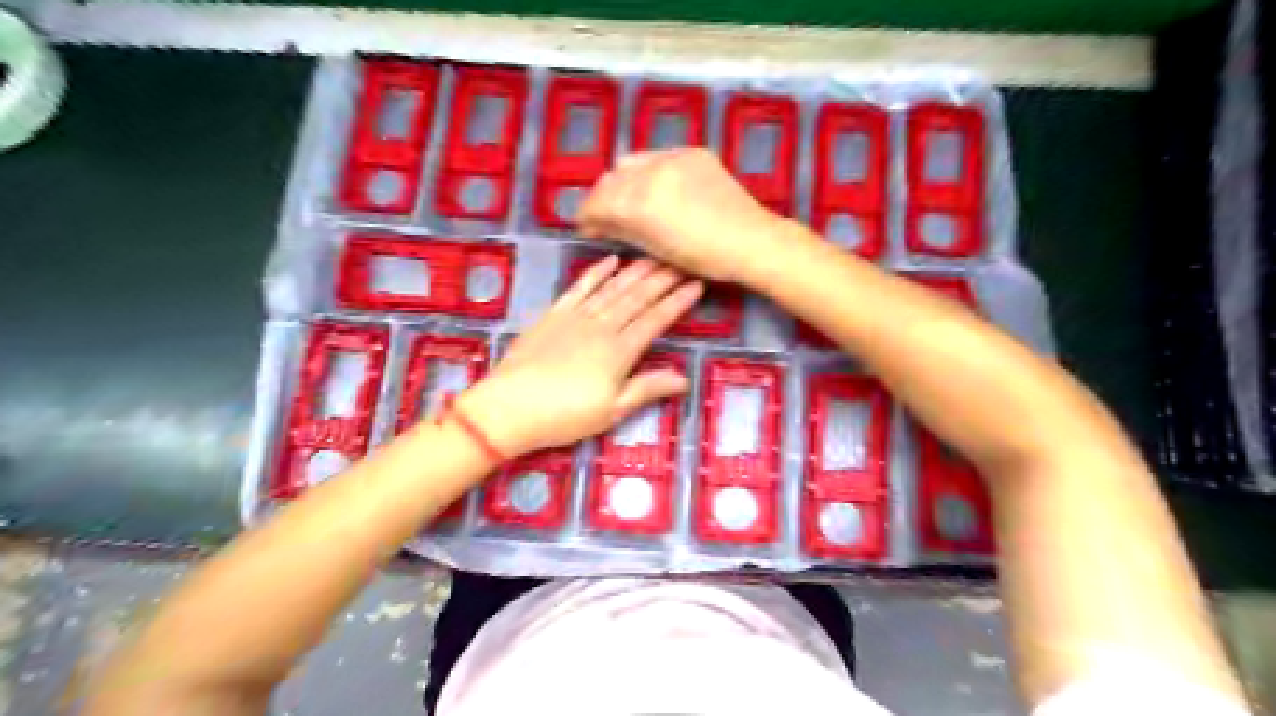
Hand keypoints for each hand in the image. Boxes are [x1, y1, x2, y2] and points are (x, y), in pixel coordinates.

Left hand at [459, 256, 701, 454]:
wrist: (509, 407)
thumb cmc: (564, 416)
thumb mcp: (611, 410)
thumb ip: (647, 389)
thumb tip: (684, 378)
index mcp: (620, 351)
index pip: (655, 320)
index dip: (677, 302)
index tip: (696, 284)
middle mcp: (601, 326)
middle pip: (637, 298)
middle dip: (662, 279)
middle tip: (682, 261)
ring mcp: (576, 317)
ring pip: (613, 288)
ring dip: (636, 272)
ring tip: (656, 257)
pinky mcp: (553, 315)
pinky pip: (579, 288)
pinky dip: (596, 273)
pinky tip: (610, 261)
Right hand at [580, 146, 787, 281]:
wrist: (751, 240)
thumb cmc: (704, 258)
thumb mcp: (657, 250)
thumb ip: (624, 231)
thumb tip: (600, 225)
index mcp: (641, 201)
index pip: (599, 201)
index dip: (587, 215)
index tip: (585, 226)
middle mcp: (652, 171)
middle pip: (611, 178)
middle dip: (602, 196)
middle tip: (603, 216)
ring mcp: (675, 157)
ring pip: (632, 162)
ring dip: (623, 181)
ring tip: (628, 201)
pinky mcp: (693, 153)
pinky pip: (659, 157)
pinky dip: (648, 172)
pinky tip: (656, 189)